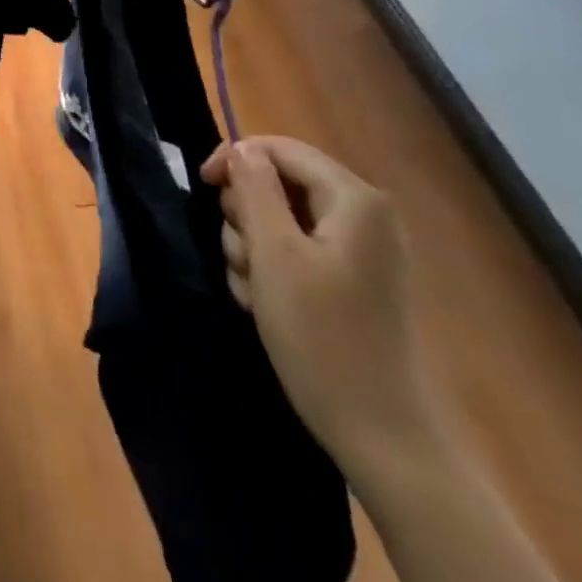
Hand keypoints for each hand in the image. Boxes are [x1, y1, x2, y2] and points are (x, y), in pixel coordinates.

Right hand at [204, 136, 439, 475]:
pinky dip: (269, 271)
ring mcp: (358, 249)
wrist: (379, 432)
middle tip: (245, 260)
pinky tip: (265, 305)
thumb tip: (241, 149)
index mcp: (354, 199)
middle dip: (246, 217)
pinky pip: (293, 252)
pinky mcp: (349, 280)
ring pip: (278, 220)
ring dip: (252, 250)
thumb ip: (254, 190)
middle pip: (278, 184)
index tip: (202, 188)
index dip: (235, 159)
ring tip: (254, 292)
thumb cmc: (322, 336)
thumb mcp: (274, 254)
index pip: (281, 149)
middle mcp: (362, 215)